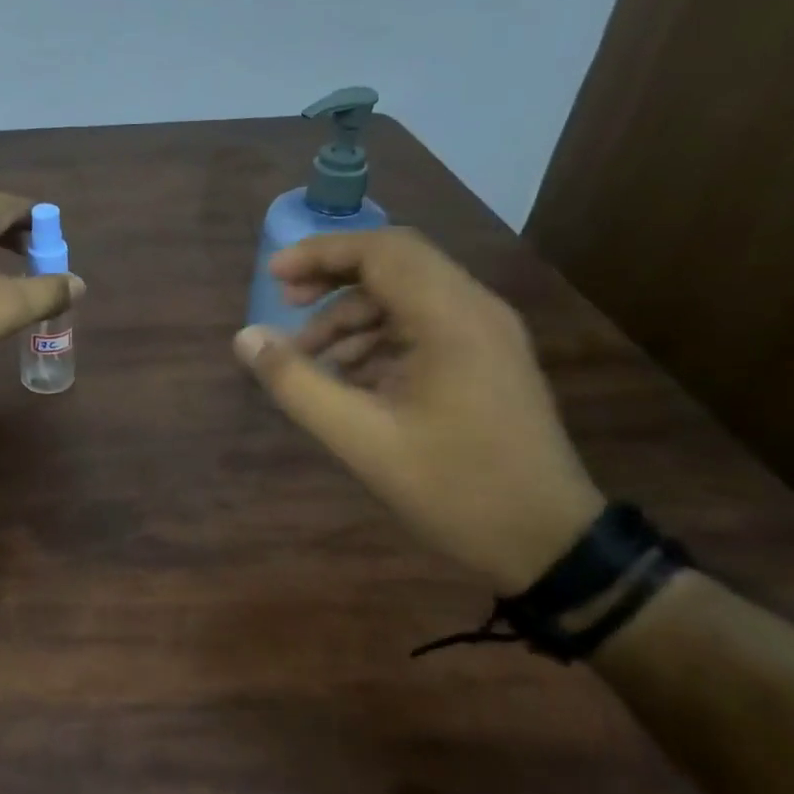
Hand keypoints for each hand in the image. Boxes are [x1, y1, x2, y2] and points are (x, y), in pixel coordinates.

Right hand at [233, 228, 603, 590]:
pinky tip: (346, 377)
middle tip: (285, 304)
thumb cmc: (454, 488)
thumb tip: (246, 338)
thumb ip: (297, 384)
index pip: (382, 251)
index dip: (321, 254)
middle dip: (332, 279)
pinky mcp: (485, 358)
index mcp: (452, 319)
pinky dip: (377, 338)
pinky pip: (421, 325)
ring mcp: (485, 334)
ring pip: (406, 296)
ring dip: (351, 316)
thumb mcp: (361, 439)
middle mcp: (474, 310)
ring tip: (307, 357)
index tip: (274, 277)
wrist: (547, 542)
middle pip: (394, 264)